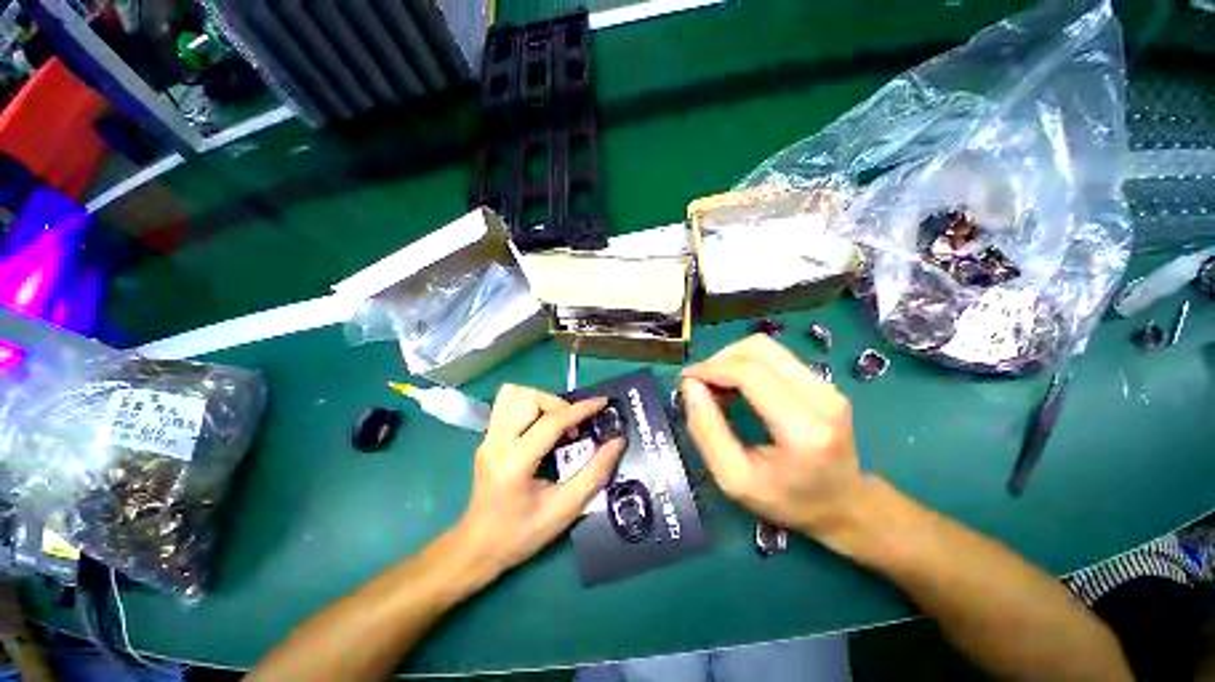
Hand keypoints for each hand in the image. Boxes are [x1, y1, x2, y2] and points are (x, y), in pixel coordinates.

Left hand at [454, 385, 623, 576]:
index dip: (581, 409)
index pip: (551, 422)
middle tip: (574, 428)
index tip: (602, 403)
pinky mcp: (487, 437)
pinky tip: (540, 422)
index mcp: (514, 463)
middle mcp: (496, 443)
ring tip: (557, 422)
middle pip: (529, 398)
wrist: (477, 547)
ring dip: (542, 401)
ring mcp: (487, 438)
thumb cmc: (521, 534)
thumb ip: (594, 474)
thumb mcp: (565, 509)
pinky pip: (507, 404)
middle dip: (559, 405)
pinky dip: (528, 403)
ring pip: (514, 394)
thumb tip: (616, 442)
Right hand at [680, 335, 865, 544]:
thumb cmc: (788, 500)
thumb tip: (690, 386)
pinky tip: (737, 386)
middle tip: (700, 384)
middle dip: (719, 359)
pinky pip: (775, 356)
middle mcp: (822, 398)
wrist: (844, 505)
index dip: (711, 368)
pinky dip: (746, 363)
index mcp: (804, 429)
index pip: (749, 373)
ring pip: (766, 347)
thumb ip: (706, 431)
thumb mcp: (734, 479)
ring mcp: (827, 385)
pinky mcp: (823, 381)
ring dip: (731, 359)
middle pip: (758, 349)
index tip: (687, 380)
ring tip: (717, 386)